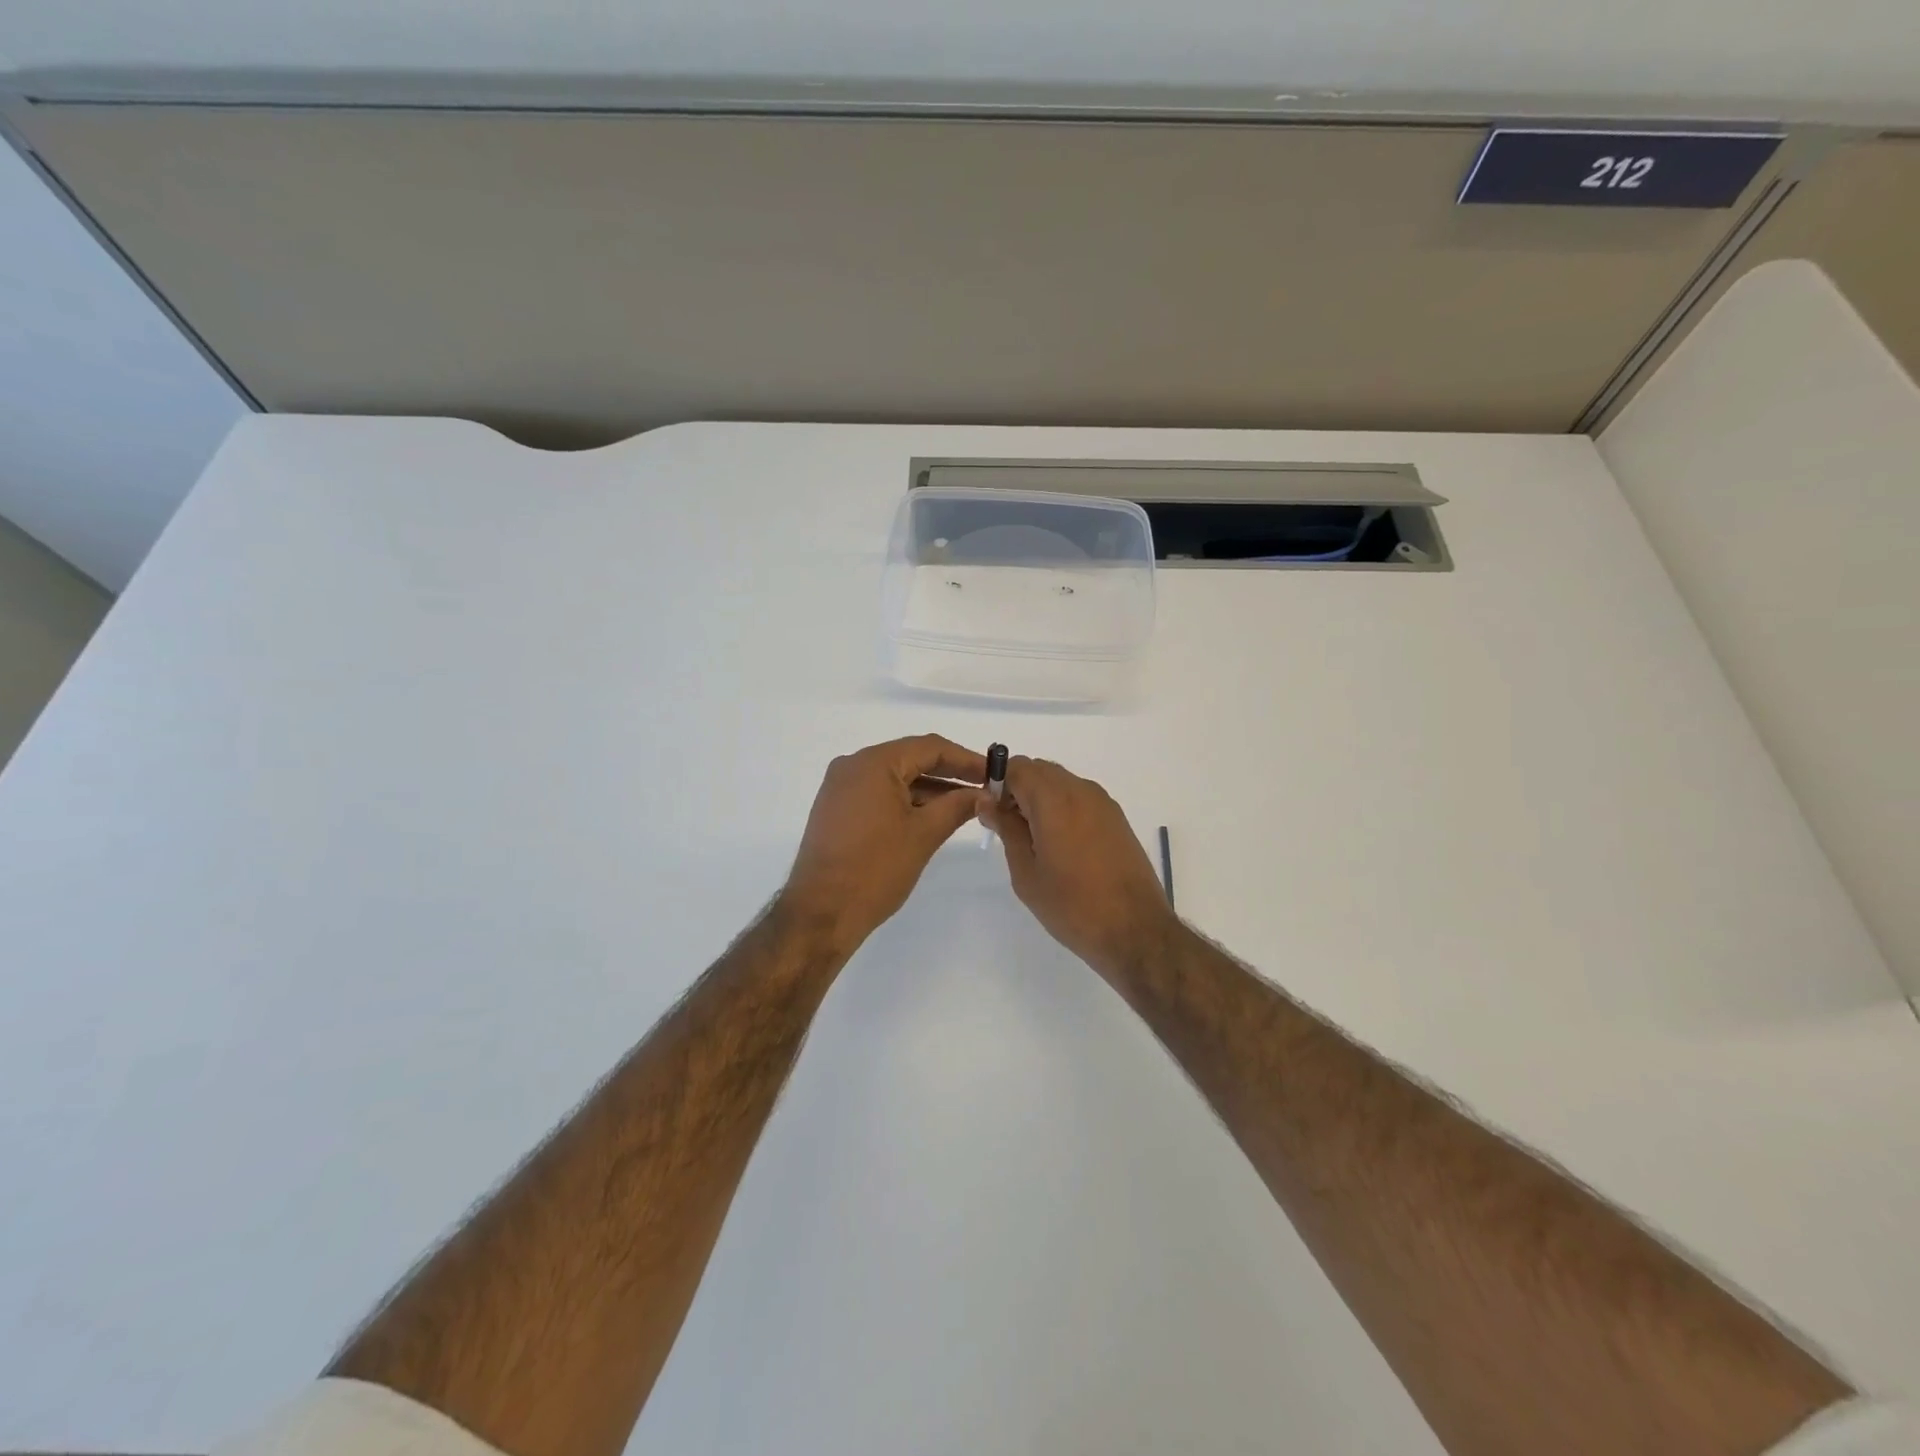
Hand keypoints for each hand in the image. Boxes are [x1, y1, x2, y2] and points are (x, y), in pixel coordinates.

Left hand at [783, 735, 987, 953]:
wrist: (820, 913)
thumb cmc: (875, 869)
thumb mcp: (924, 834)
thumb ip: (957, 806)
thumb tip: (983, 793)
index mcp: (873, 763)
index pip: (929, 748)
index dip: (966, 759)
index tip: (994, 773)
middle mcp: (853, 766)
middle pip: (911, 758)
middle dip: (949, 773)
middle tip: (984, 788)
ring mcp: (841, 787)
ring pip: (895, 778)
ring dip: (930, 789)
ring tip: (965, 805)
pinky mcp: (836, 809)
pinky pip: (878, 793)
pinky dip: (907, 801)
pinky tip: (933, 815)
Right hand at [977, 756, 1178, 979]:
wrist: (1134, 930)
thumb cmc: (1071, 905)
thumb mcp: (1026, 871)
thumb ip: (1006, 829)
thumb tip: (988, 801)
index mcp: (1054, 799)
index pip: (1017, 767)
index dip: (997, 782)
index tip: (989, 811)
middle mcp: (1081, 790)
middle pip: (1040, 770)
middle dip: (1018, 789)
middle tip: (1007, 826)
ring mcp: (1103, 803)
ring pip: (1061, 782)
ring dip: (1041, 798)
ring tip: (1032, 839)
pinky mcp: (1117, 818)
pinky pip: (1080, 797)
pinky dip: (1062, 807)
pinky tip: (1059, 844)